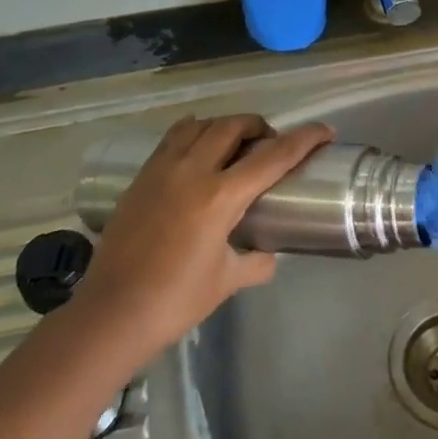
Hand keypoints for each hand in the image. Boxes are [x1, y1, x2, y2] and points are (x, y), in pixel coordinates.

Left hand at [77, 114, 333, 352]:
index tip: (325, 131)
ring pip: (202, 125)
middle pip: (234, 126)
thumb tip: (269, 253)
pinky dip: (194, 132)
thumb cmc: (175, 300)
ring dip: (226, 126)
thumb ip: (256, 261)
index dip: (304, 139)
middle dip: (261, 126)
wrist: (112, 314)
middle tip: (272, 144)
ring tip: (236, 144)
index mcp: (220, 197)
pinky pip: (173, 138)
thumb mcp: (226, 281)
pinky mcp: (142, 176)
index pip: (274, 156)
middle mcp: (192, 171)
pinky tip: (199, 148)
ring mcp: (162, 169)